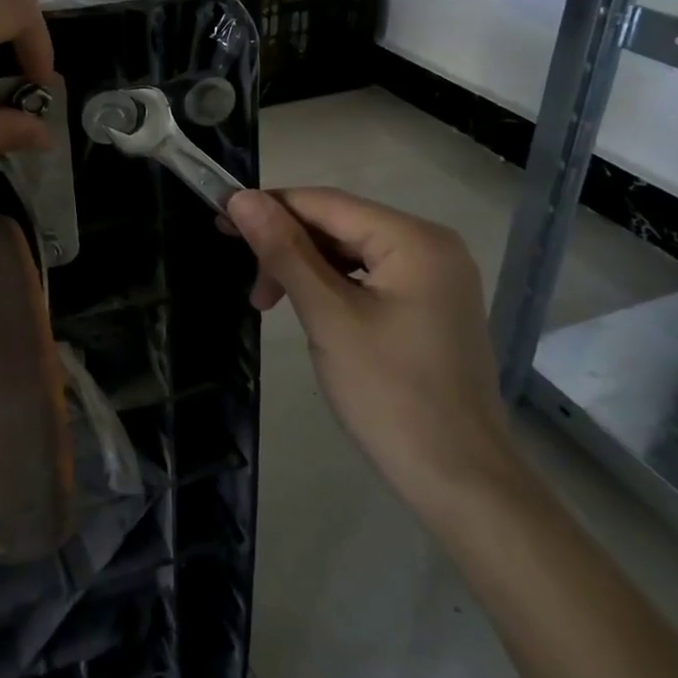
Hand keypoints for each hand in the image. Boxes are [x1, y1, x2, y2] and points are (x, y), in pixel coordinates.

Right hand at [225, 187, 523, 517]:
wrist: (459, 479)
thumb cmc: (389, 394)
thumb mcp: (328, 316)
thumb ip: (284, 252)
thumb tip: (241, 198)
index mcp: (414, 239)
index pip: (326, 202)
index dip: (269, 207)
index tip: (218, 220)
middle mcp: (432, 246)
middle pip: (340, 225)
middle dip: (287, 247)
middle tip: (249, 287)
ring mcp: (436, 277)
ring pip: (352, 252)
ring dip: (305, 269)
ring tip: (269, 304)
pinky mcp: (431, 306)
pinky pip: (370, 278)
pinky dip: (332, 287)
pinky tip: (310, 310)